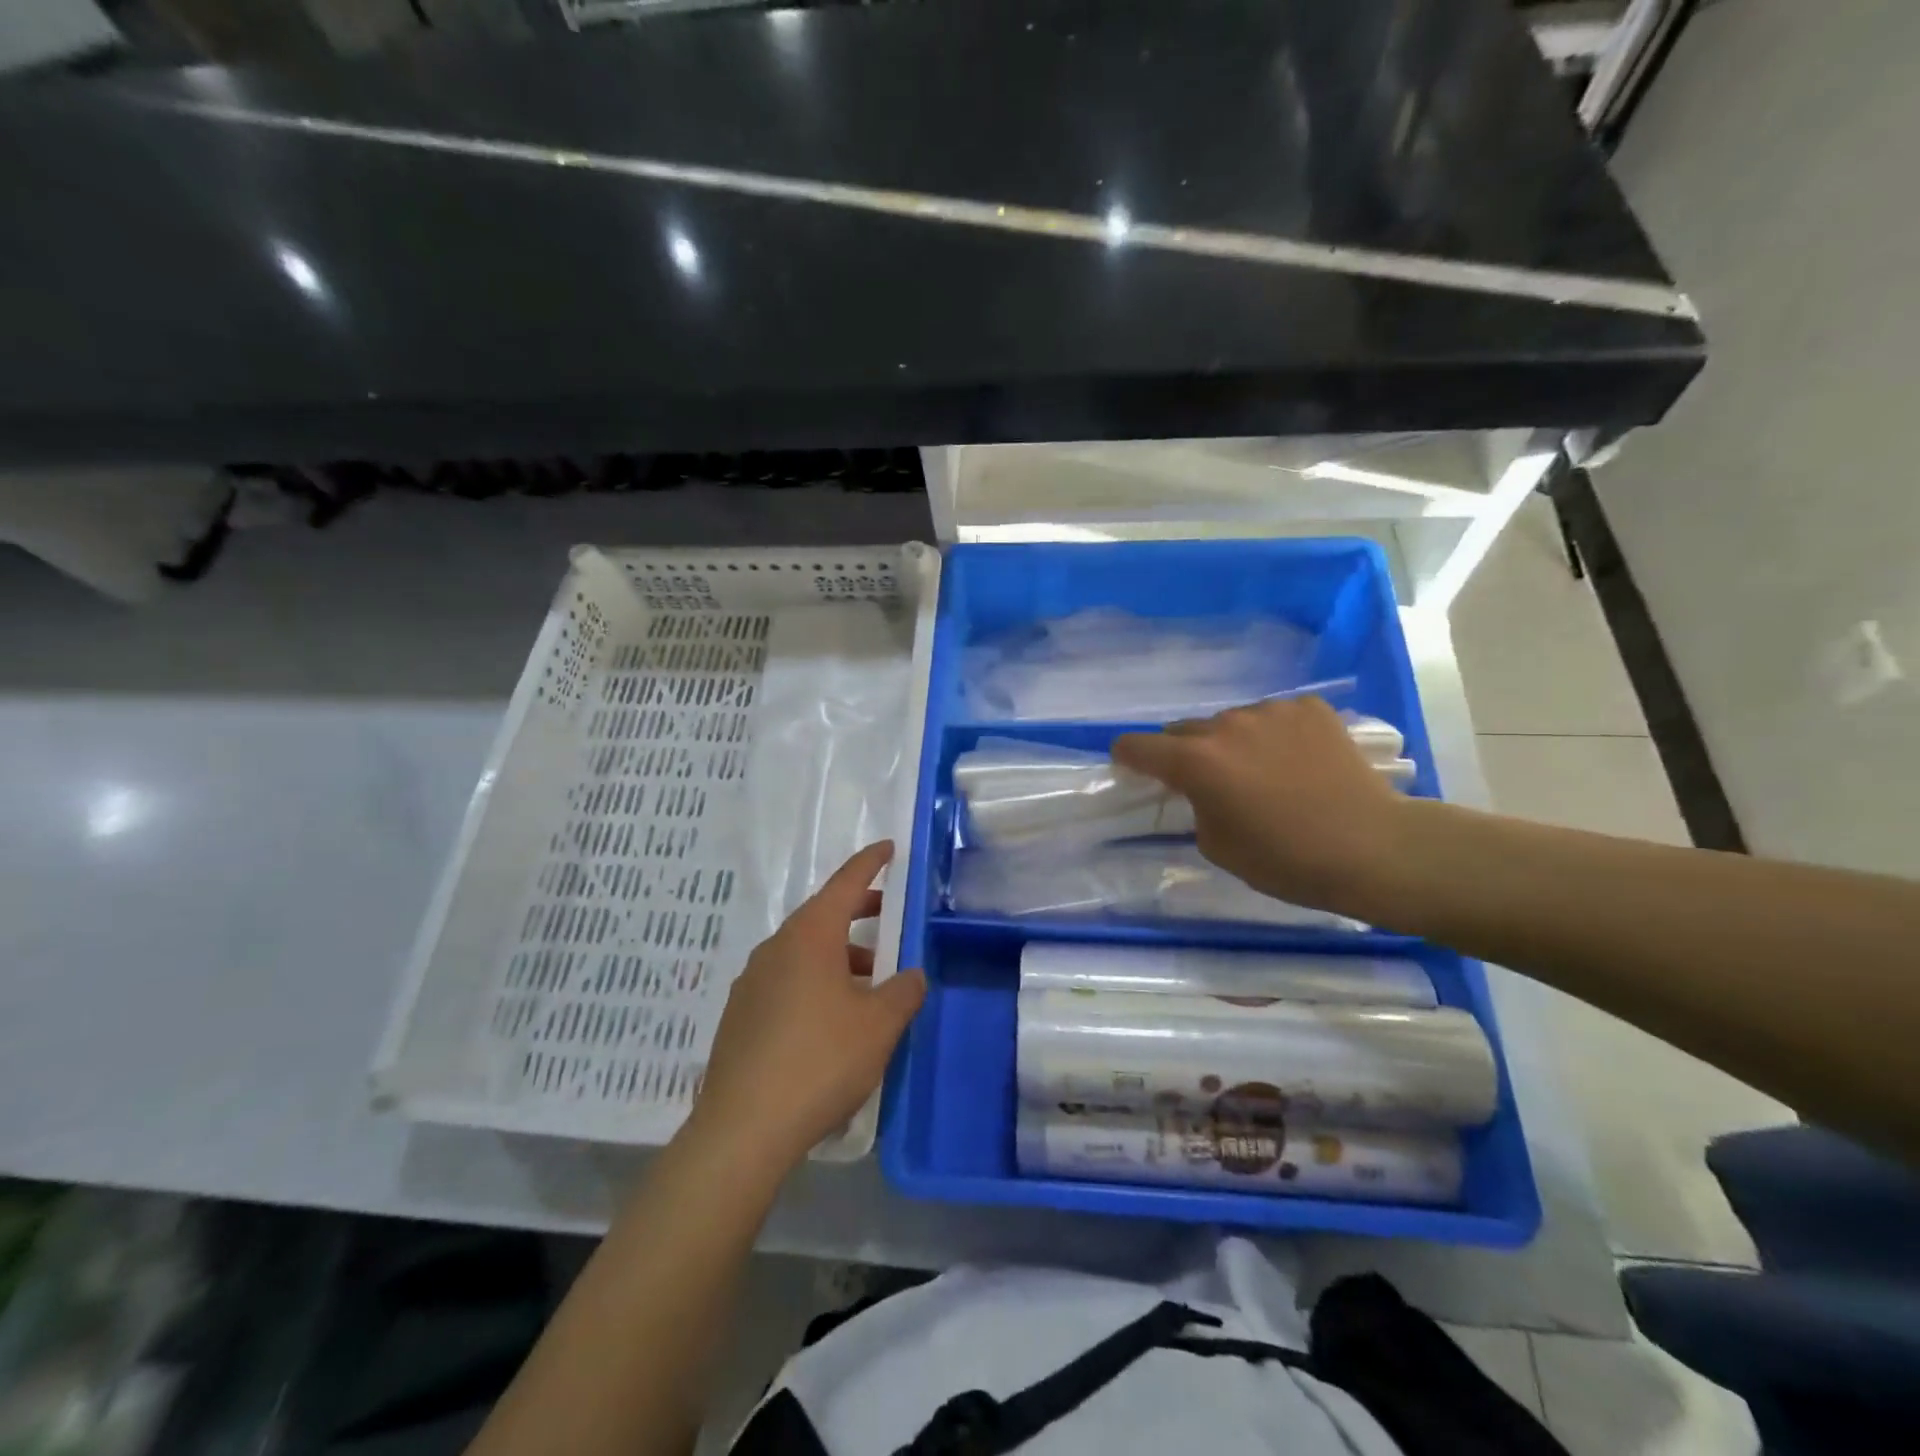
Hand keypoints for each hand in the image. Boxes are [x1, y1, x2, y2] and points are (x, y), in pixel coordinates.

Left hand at [690, 841, 925, 1172]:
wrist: (743, 1128)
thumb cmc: (820, 1061)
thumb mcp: (879, 1025)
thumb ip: (903, 992)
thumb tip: (912, 975)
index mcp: (810, 936)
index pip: (845, 883)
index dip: (870, 863)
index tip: (888, 848)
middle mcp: (776, 948)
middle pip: (822, 915)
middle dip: (857, 910)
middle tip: (887, 914)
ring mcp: (752, 981)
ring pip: (803, 951)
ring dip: (838, 954)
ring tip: (869, 982)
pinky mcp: (740, 1015)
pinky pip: (785, 980)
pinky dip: (815, 981)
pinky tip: (831, 1018)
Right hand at [1112, 697, 1405, 915]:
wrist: (1372, 848)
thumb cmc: (1285, 860)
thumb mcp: (1216, 846)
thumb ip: (1195, 805)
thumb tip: (1201, 789)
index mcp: (1196, 761)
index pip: (1137, 745)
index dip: (1128, 757)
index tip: (1131, 766)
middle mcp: (1226, 725)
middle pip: (1184, 730)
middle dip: (1185, 753)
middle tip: (1208, 781)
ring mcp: (1271, 711)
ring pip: (1231, 722)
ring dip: (1232, 742)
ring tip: (1262, 772)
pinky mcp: (1310, 708)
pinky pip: (1274, 717)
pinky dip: (1274, 735)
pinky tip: (1297, 761)